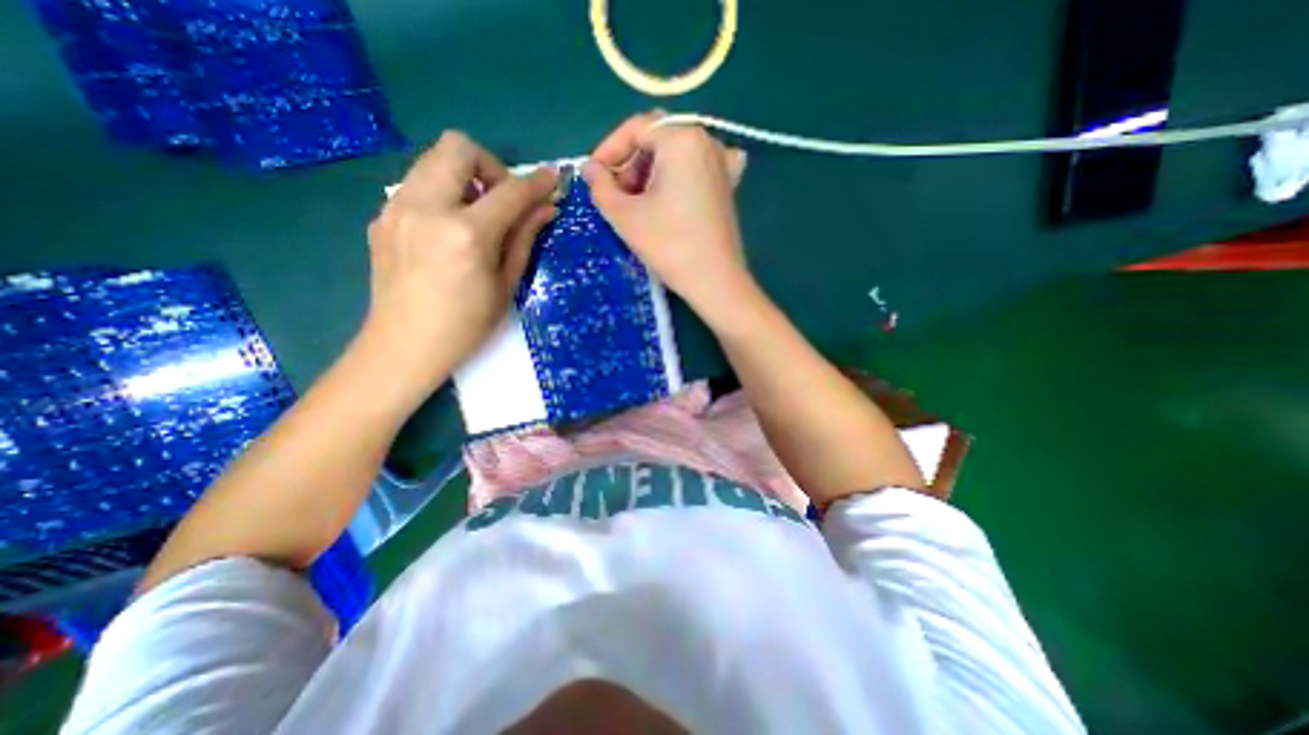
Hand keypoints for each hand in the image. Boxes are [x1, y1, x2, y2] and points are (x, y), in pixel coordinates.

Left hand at [363, 132, 557, 396]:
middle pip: (458, 148)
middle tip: (503, 200)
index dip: (536, 183)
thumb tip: (546, 209)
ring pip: (433, 159)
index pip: (509, 192)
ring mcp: (397, 208)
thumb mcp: (506, 285)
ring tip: (477, 215)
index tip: (552, 179)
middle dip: (491, 167)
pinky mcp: (382, 216)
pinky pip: (417, 184)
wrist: (404, 346)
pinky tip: (449, 230)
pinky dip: (443, 194)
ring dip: (465, 177)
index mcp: (467, 235)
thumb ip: (524, 239)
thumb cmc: (467, 325)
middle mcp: (427, 208)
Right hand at [580, 111, 752, 324]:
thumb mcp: (625, 216)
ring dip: (651, 171)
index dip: (608, 150)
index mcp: (682, 138)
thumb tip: (589, 168)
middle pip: (657, 139)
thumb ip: (600, 186)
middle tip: (616, 194)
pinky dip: (680, 175)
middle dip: (630, 163)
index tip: (593, 176)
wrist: (714, 280)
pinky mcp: (728, 186)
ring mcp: (722, 163)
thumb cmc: (669, 245)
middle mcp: (707, 140)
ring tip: (638, 202)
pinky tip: (675, 191)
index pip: (635, 129)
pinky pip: (698, 167)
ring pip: (676, 154)